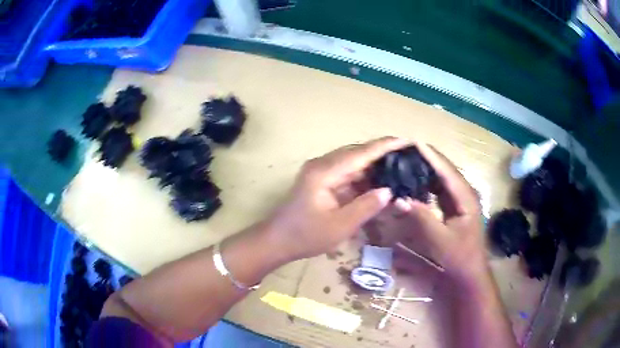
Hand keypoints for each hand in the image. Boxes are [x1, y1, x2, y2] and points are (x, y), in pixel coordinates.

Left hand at [267, 137, 411, 260]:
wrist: (277, 241)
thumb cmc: (306, 236)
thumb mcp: (340, 226)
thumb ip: (366, 206)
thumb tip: (388, 191)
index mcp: (325, 172)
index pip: (361, 153)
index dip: (385, 146)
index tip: (406, 140)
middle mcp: (322, 165)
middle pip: (357, 153)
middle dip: (382, 153)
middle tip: (407, 156)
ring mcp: (320, 171)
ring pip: (352, 162)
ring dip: (373, 165)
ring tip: (398, 167)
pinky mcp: (321, 180)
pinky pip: (346, 173)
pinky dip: (363, 176)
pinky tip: (378, 182)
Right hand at [365, 143, 486, 281]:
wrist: (470, 271)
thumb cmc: (459, 256)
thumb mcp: (440, 239)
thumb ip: (422, 218)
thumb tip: (401, 199)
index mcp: (466, 198)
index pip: (447, 171)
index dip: (432, 156)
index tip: (415, 142)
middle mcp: (466, 193)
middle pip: (446, 170)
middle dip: (428, 158)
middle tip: (406, 149)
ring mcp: (461, 200)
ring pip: (444, 178)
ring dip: (428, 169)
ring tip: (408, 160)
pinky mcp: (456, 206)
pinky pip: (441, 189)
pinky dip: (429, 183)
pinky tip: (416, 181)